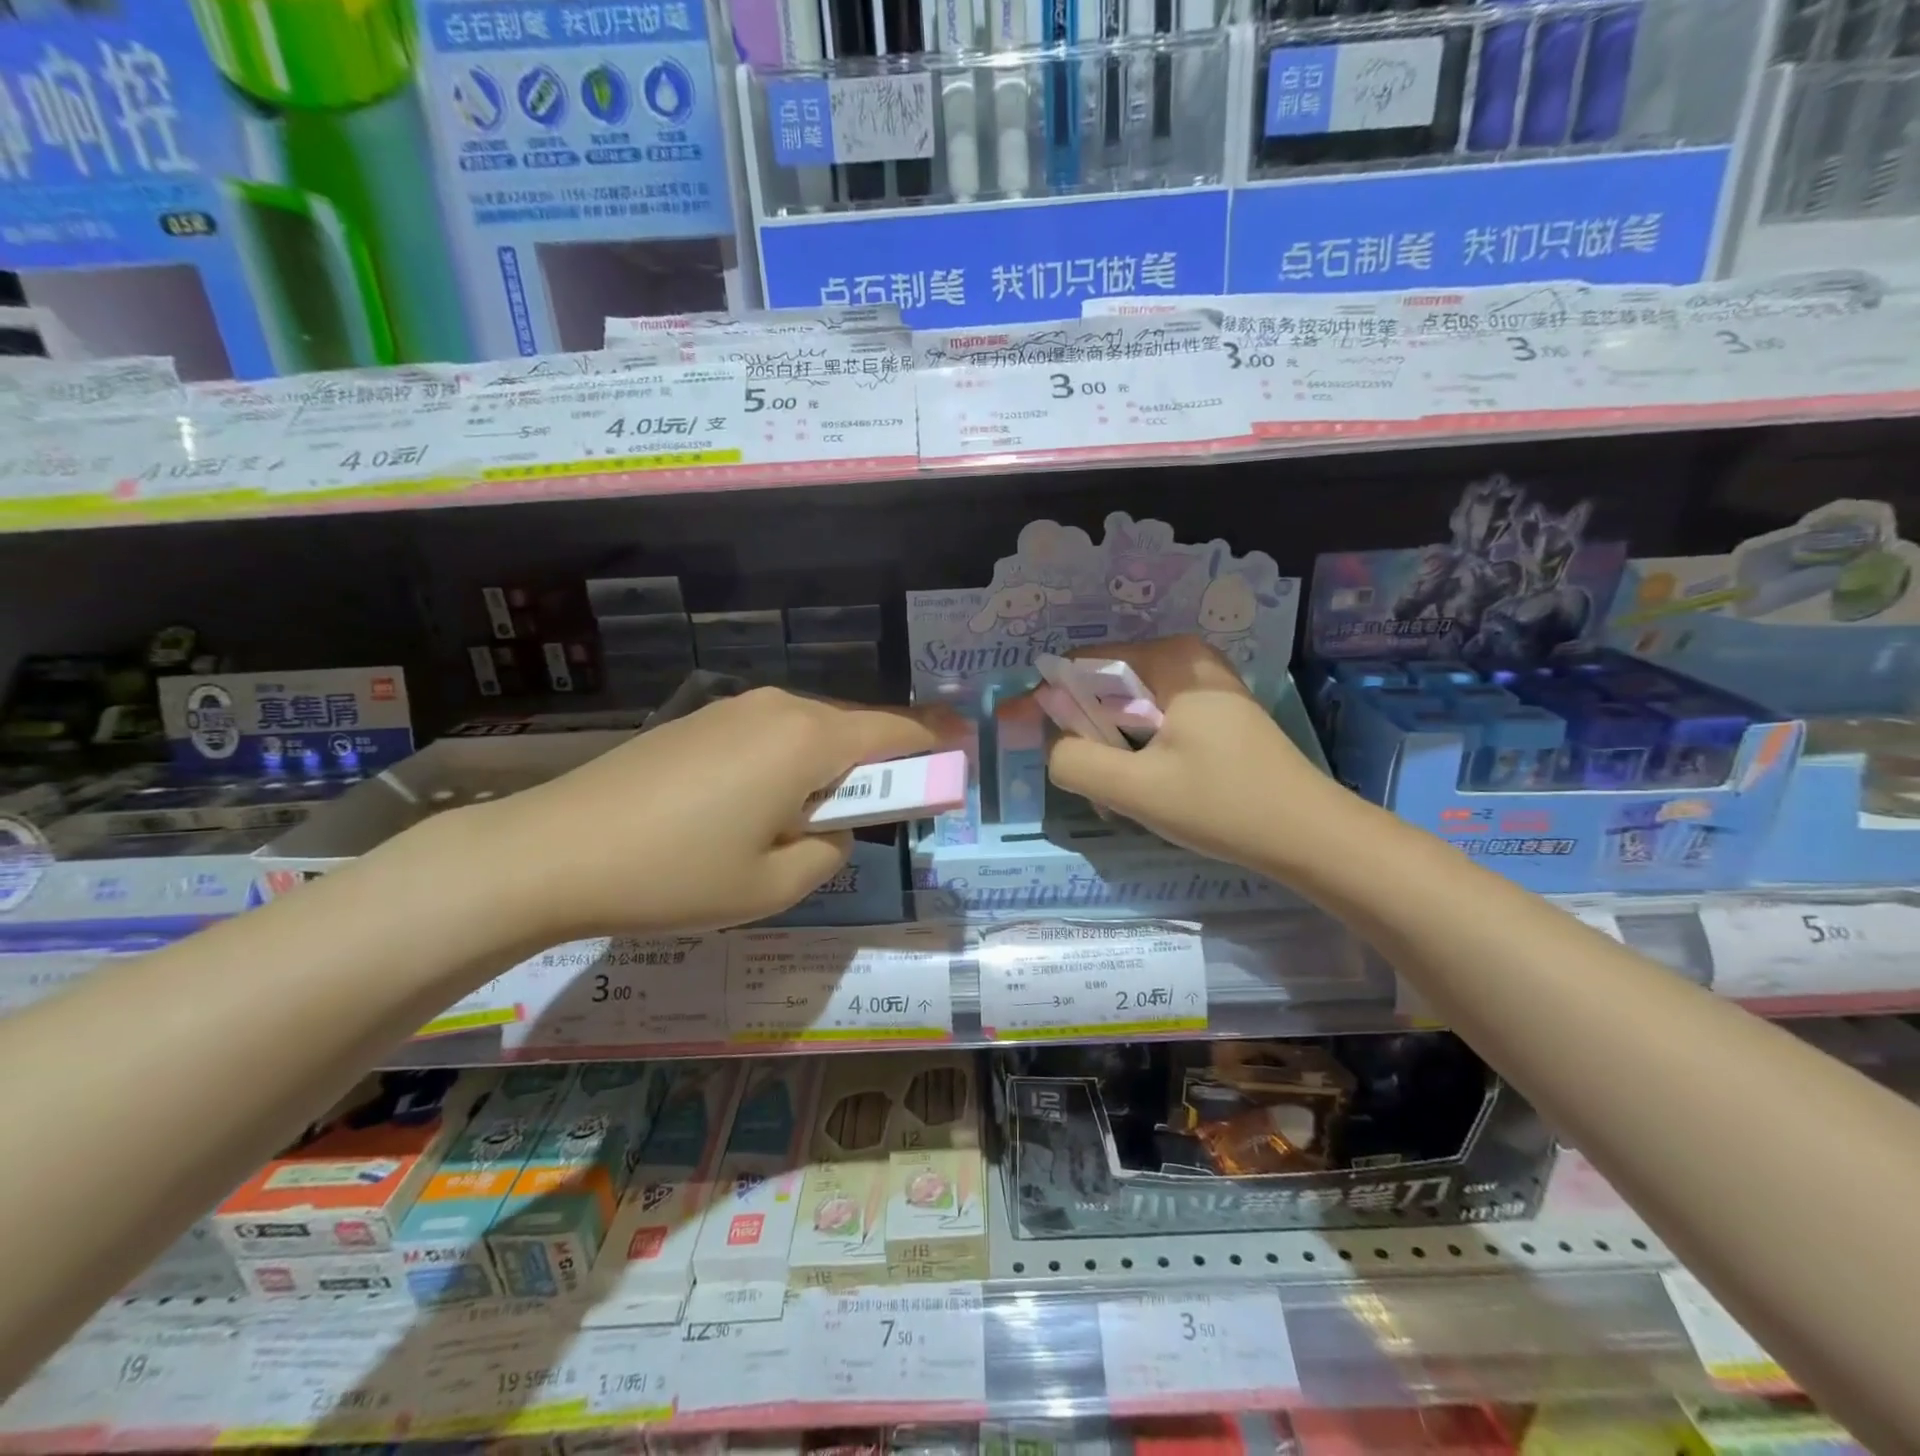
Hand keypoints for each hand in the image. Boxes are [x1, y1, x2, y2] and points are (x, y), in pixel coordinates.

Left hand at [472, 687, 954, 938]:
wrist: (551, 851)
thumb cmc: (675, 875)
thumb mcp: (773, 887)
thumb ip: (831, 853)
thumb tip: (834, 828)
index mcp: (807, 740)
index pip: (895, 732)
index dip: (934, 743)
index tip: (961, 753)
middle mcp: (778, 707)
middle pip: (852, 729)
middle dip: (875, 766)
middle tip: (873, 816)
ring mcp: (733, 708)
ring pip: (808, 732)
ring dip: (826, 768)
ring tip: (802, 823)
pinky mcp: (698, 721)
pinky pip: (768, 735)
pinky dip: (786, 764)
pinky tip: (752, 808)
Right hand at [1045, 636, 1335, 868]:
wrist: (1309, 837)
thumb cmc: (1223, 805)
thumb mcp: (1136, 788)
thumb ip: (1074, 761)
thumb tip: (1053, 748)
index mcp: (1169, 657)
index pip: (1080, 665)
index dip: (1051, 704)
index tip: (1041, 747)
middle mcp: (1186, 657)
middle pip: (1104, 688)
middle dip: (1089, 737)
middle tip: (1098, 788)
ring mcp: (1203, 684)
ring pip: (1127, 710)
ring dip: (1113, 752)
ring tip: (1124, 797)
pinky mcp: (1213, 712)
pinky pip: (1154, 722)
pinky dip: (1139, 754)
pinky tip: (1151, 791)